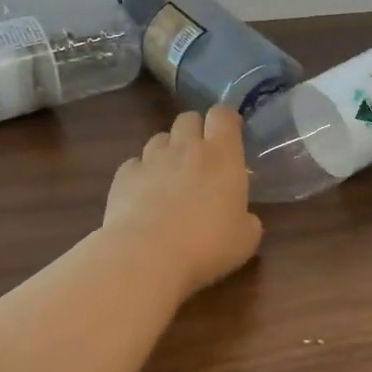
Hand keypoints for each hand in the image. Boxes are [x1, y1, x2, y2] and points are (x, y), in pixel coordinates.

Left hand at [103, 107, 263, 299]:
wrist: (147, 256)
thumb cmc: (207, 245)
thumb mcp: (246, 239)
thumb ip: (247, 219)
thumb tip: (243, 217)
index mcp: (222, 155)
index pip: (223, 114)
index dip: (226, 121)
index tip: (230, 136)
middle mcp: (186, 147)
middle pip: (188, 118)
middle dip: (195, 131)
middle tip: (201, 157)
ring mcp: (151, 159)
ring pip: (159, 138)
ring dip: (168, 150)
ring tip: (170, 176)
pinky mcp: (124, 176)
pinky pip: (135, 163)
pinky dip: (141, 173)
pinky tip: (144, 196)